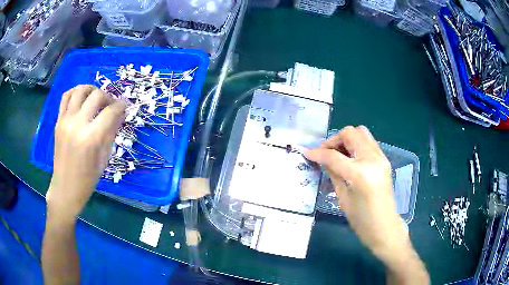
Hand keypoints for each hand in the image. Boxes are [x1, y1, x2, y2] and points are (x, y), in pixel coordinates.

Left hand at [46, 85, 125, 221]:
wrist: (66, 188)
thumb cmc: (88, 179)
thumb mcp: (104, 158)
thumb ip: (111, 132)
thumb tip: (120, 114)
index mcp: (91, 138)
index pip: (110, 111)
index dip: (121, 105)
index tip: (125, 106)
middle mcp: (77, 125)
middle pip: (96, 95)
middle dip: (108, 96)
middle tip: (111, 105)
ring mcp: (65, 121)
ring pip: (80, 90)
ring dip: (91, 90)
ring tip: (96, 97)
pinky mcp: (58, 121)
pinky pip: (66, 97)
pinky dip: (75, 92)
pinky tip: (81, 98)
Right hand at [306, 126, 407, 259]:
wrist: (384, 226)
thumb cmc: (361, 219)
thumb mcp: (343, 197)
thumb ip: (333, 173)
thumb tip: (323, 159)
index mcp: (359, 173)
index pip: (334, 155)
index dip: (318, 153)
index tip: (307, 153)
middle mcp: (372, 159)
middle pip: (350, 133)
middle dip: (335, 140)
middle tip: (327, 153)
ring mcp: (381, 157)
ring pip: (361, 133)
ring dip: (347, 140)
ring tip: (339, 154)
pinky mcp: (384, 160)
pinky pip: (368, 142)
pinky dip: (356, 144)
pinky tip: (350, 159)